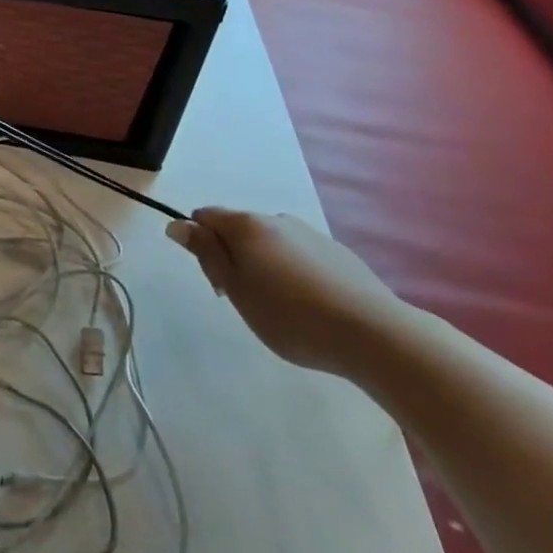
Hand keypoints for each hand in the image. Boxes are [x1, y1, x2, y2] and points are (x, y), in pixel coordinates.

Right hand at [166, 208, 415, 376]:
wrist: (376, 335)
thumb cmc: (291, 316)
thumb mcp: (237, 289)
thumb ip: (206, 254)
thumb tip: (177, 224)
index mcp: (246, 224)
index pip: (204, 217)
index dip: (201, 245)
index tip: (218, 283)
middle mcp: (277, 219)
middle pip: (238, 230)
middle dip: (233, 257)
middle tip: (246, 301)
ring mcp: (311, 234)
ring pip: (271, 243)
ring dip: (264, 266)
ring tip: (282, 308)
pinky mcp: (340, 254)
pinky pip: (301, 256)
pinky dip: (295, 274)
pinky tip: (311, 307)